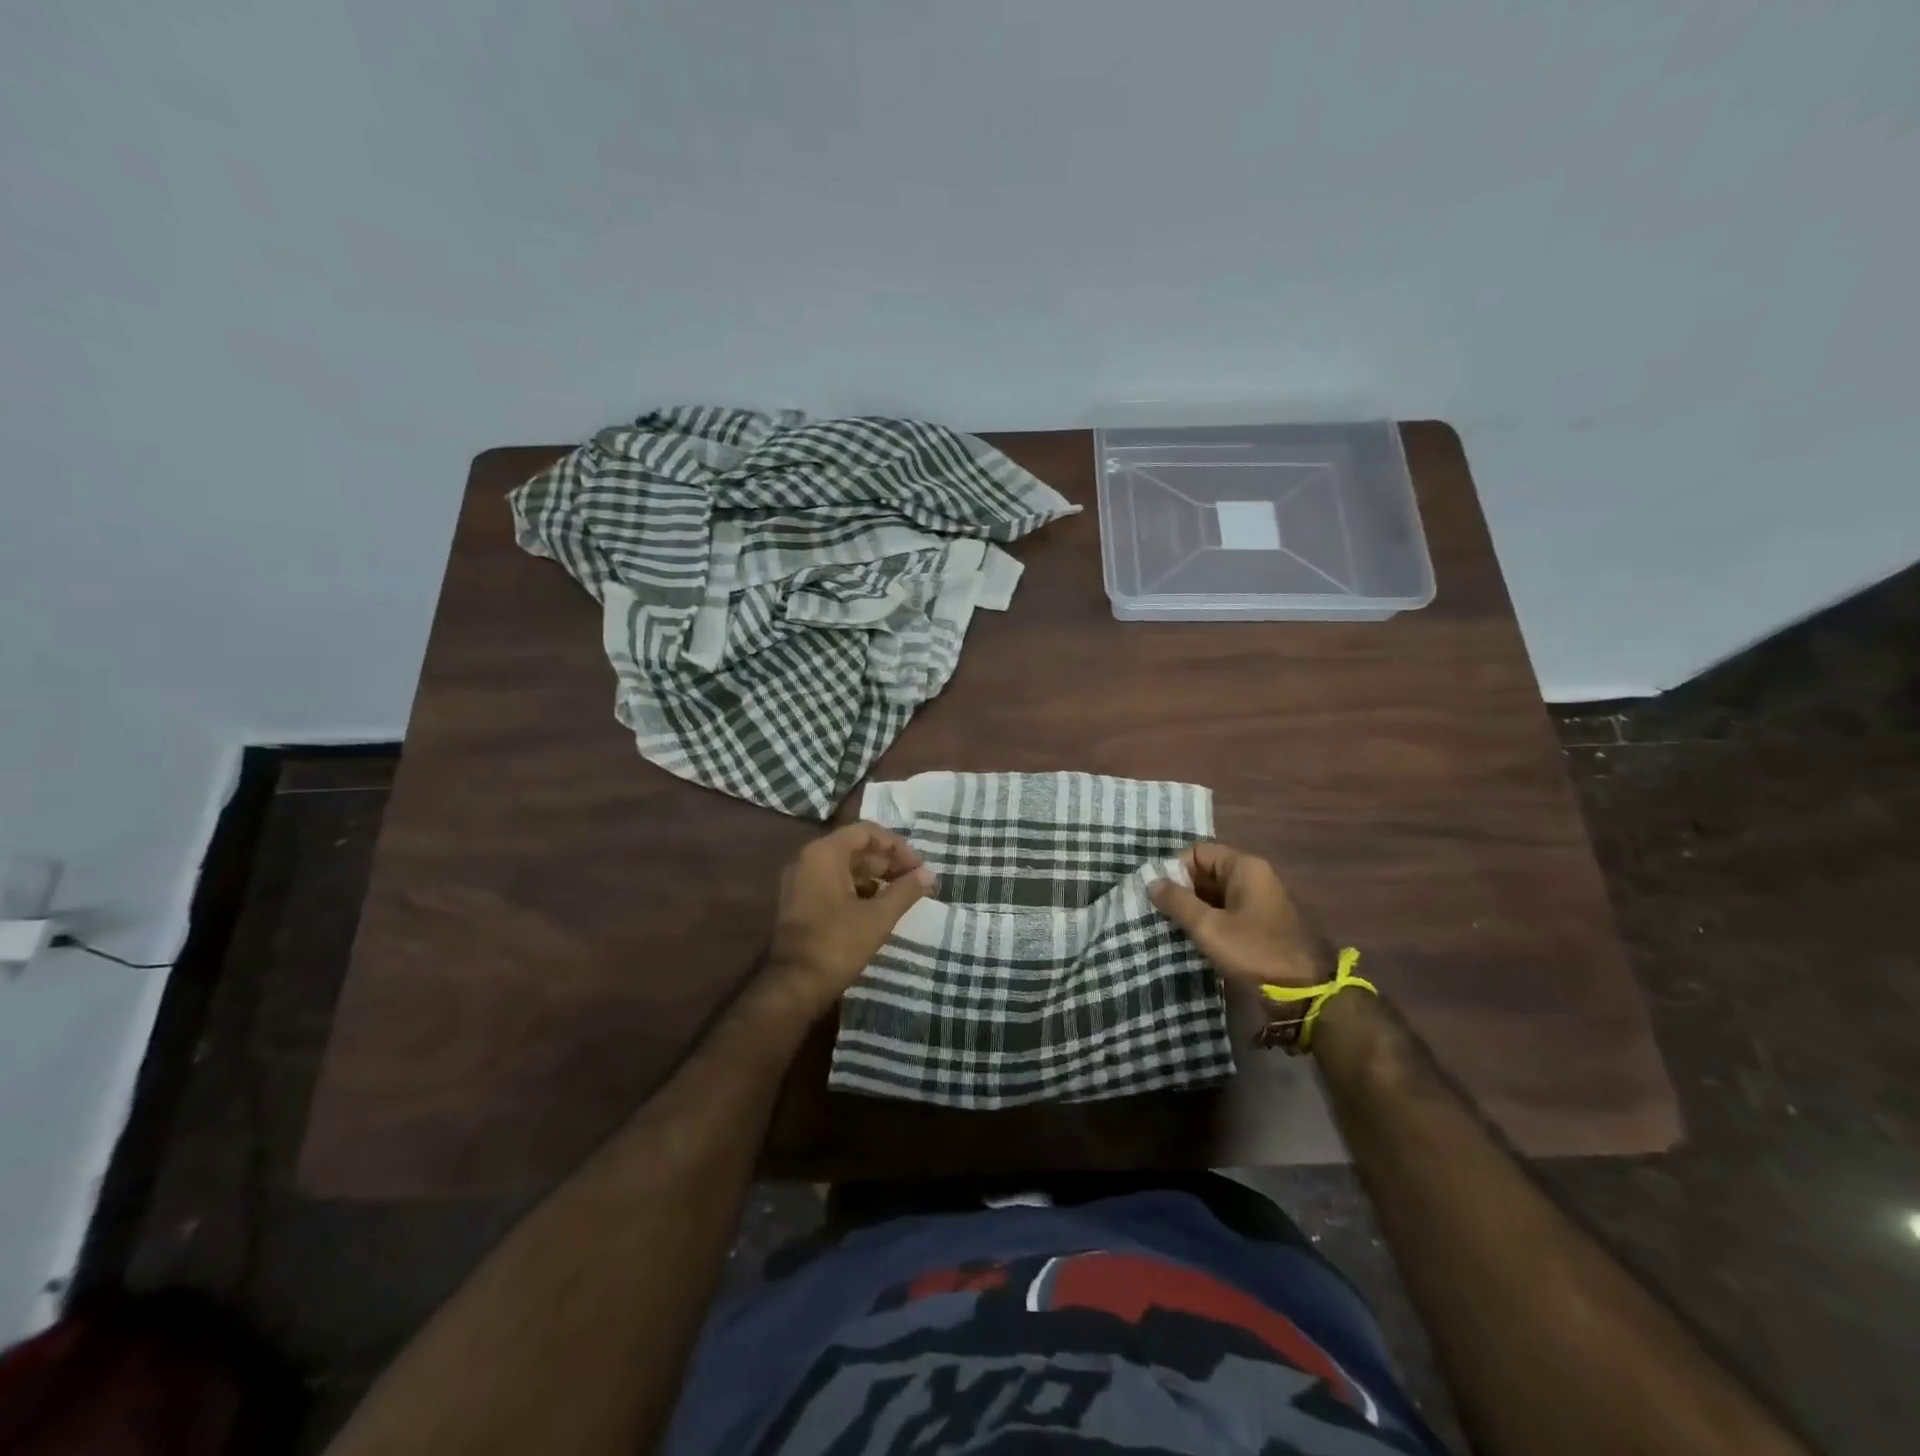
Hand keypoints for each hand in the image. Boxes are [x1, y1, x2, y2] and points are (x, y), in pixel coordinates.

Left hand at [762, 822, 935, 1012]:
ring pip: (845, 866)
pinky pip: (833, 883)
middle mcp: (808, 860)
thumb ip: (906, 890)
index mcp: (824, 854)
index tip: (919, 866)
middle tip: (915, 880)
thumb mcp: (878, 916)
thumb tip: (929, 874)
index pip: (866, 832)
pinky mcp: (800, 902)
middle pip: (855, 848)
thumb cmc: (837, 944)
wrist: (794, 986)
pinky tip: (879, 906)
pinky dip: (858, 889)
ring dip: (875, 876)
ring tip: (902, 893)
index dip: (896, 846)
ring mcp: (801, 881)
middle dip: (888, 861)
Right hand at [1149, 842, 1330, 989]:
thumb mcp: (1209, 927)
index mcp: (1244, 867)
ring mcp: (1259, 901)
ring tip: (1170, 928)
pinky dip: (1208, 922)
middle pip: (1205, 872)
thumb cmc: (1256, 953)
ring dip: (1193, 909)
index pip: (1197, 852)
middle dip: (1181, 891)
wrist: (1306, 995)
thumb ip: (1177, 902)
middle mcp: (1253, 877)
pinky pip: (1226, 912)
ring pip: (1214, 895)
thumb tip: (1151, 881)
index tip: (1158, 895)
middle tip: (1159, 914)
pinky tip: (1192, 940)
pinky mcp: (1260, 925)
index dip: (1174, 869)